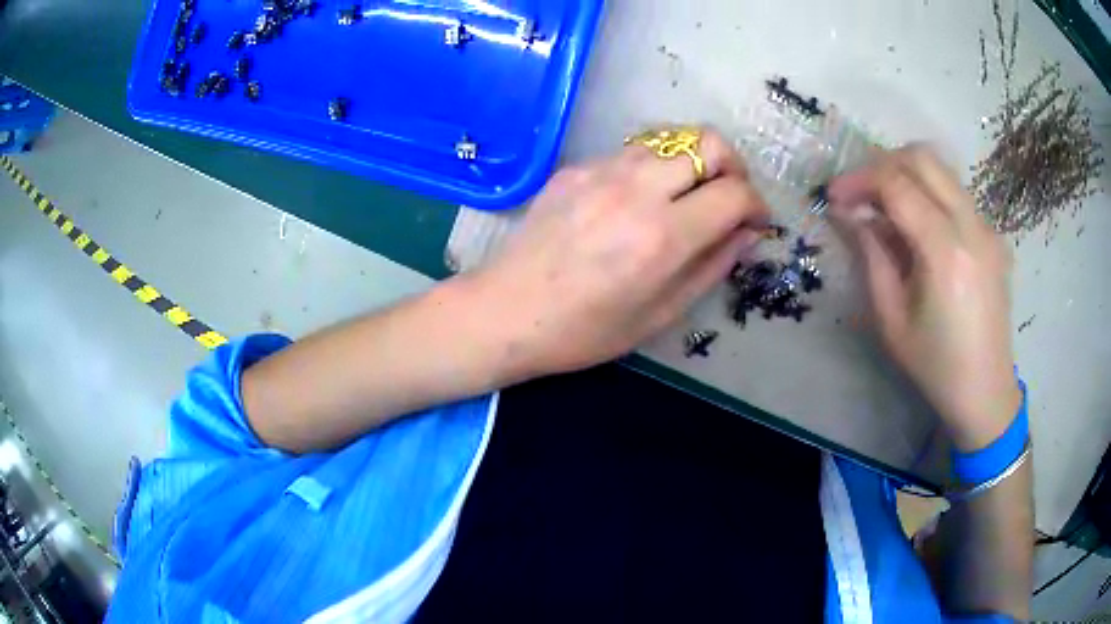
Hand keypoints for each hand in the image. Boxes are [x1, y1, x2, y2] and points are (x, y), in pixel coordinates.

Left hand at [470, 128, 769, 377]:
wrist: (506, 311)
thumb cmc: (585, 330)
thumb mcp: (660, 314)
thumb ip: (712, 266)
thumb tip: (749, 233)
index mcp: (663, 236)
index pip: (735, 193)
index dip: (757, 205)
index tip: (756, 222)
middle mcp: (637, 189)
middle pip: (710, 142)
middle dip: (733, 169)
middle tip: (728, 200)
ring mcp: (602, 170)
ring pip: (672, 140)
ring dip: (693, 163)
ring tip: (686, 199)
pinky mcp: (576, 166)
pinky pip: (633, 152)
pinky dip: (654, 168)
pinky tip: (639, 202)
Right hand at [828, 145, 1020, 451]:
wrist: (986, 392)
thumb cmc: (935, 366)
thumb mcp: (891, 319)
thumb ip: (871, 256)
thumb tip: (850, 214)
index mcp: (945, 251)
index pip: (897, 184)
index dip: (859, 180)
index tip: (833, 196)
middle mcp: (972, 226)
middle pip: (923, 158)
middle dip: (882, 163)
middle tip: (859, 192)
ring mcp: (987, 227)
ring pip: (942, 170)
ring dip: (906, 175)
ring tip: (884, 207)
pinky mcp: (993, 235)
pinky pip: (956, 194)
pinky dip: (929, 194)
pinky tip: (918, 228)